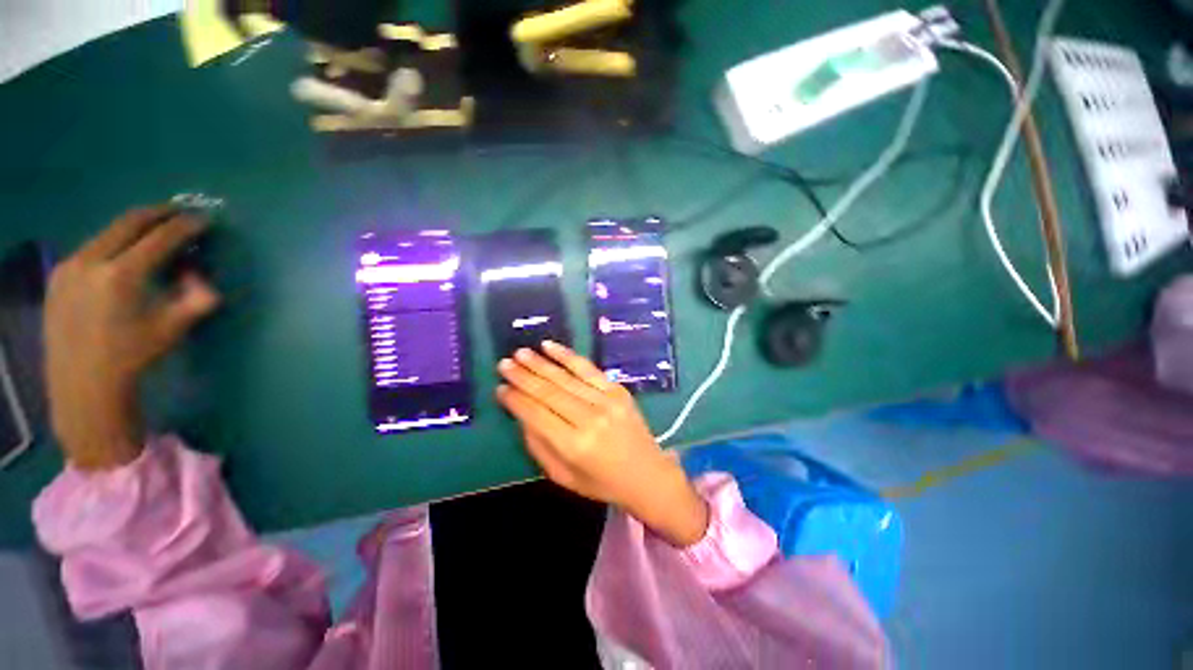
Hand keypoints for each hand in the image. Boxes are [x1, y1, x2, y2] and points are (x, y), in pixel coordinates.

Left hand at [45, 206, 219, 470]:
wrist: (82, 383)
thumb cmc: (132, 357)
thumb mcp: (172, 330)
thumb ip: (196, 299)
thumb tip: (203, 278)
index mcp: (121, 275)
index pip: (159, 238)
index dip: (184, 226)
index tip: (202, 219)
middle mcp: (91, 261)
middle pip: (129, 222)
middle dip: (158, 214)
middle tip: (179, 212)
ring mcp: (69, 266)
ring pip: (108, 232)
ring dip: (134, 227)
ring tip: (153, 231)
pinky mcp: (58, 275)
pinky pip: (91, 247)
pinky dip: (113, 243)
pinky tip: (123, 254)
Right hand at [496, 342, 708, 546]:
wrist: (648, 474)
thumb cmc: (602, 482)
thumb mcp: (564, 476)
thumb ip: (539, 446)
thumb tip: (522, 415)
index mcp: (574, 445)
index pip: (536, 415)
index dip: (515, 400)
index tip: (499, 388)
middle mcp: (589, 418)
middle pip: (548, 392)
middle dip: (522, 376)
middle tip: (504, 363)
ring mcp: (606, 400)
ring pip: (565, 377)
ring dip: (540, 363)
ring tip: (520, 353)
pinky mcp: (617, 389)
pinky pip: (588, 368)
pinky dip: (567, 355)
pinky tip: (550, 346)